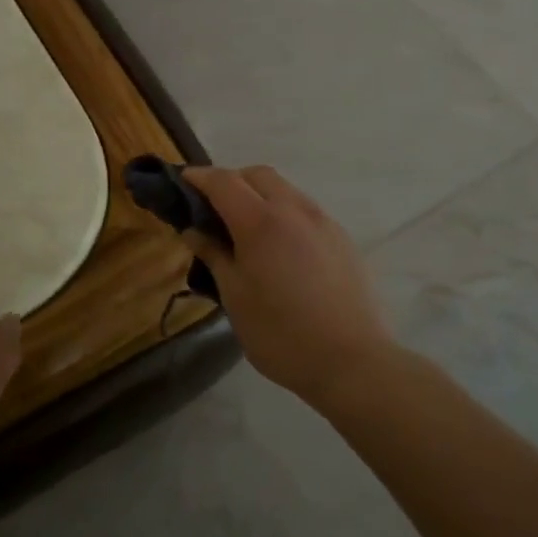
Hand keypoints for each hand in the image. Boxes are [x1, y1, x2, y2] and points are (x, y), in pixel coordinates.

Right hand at [183, 165, 397, 412]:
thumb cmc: (282, 334)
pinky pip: (306, 210)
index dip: (200, 177)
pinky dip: (284, 213)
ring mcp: (323, 221)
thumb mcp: (235, 297)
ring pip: (285, 190)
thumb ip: (214, 256)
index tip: (183, 181)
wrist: (354, 361)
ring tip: (247, 229)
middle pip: (258, 175)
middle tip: (214, 208)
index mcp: (261, 221)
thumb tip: (194, 230)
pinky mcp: (342, 238)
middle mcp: (294, 210)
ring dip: (260, 195)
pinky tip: (281, 248)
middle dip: (232, 180)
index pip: (223, 181)